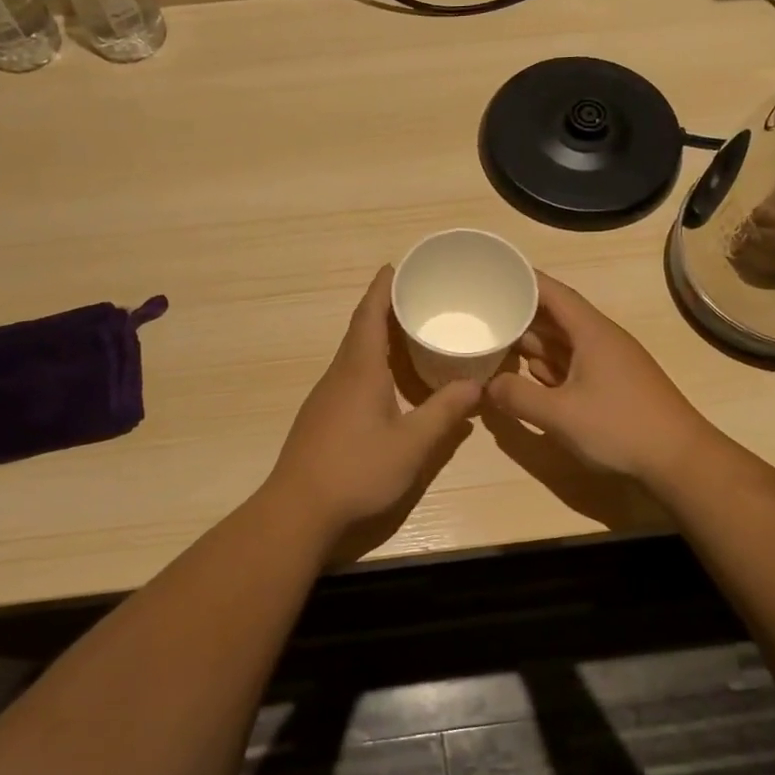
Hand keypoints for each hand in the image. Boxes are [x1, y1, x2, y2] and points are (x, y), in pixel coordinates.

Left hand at [265, 267, 480, 545]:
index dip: (383, 288)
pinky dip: (371, 363)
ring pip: (354, 353)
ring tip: (409, 334)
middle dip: (385, 308)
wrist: (299, 509)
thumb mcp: (412, 444)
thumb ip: (444, 413)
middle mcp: (340, 374)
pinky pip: (350, 374)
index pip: (370, 315)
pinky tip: (389, 381)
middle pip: (361, 330)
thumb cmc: (357, 470)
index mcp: (360, 370)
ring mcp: (326, 396)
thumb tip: (476, 385)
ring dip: (378, 337)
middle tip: (417, 298)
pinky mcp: (322, 416)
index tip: (396, 266)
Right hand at [485, 272, 712, 486]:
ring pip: (564, 343)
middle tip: (483, 314)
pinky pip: (573, 365)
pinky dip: (549, 366)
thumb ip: (518, 396)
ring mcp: (609, 363)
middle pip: (555, 316)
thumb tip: (488, 385)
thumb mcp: (559, 414)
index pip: (553, 292)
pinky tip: (528, 374)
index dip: (523, 281)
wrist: (679, 460)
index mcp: (591, 332)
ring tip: (495, 341)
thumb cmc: (619, 427)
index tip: (493, 275)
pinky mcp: (613, 386)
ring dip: (532, 342)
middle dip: (520, 314)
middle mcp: (600, 340)